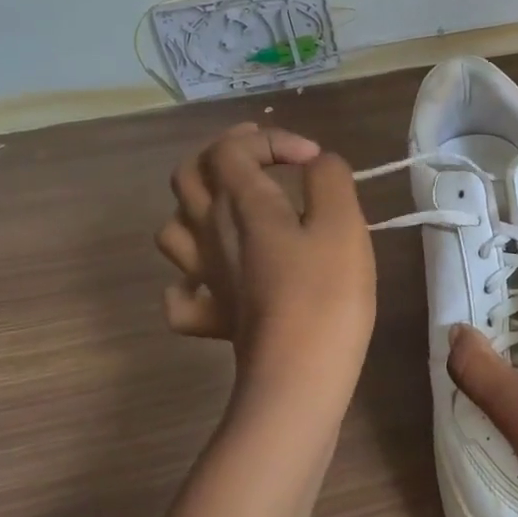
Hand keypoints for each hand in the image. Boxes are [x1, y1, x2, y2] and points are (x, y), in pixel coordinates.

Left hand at [156, 123, 376, 412]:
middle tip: (260, 157)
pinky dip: (191, 279)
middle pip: (189, 176)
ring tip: (236, 210)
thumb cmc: (326, 293)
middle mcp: (211, 232)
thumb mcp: (343, 223)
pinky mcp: (211, 317)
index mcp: (241, 203)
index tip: (313, 161)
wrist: (299, 376)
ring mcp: (205, 277)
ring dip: (199, 208)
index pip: (232, 147)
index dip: (270, 139)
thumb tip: (317, 165)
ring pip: (174, 228)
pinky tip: (216, 280)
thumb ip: (330, 179)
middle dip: (223, 154)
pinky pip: (182, 292)